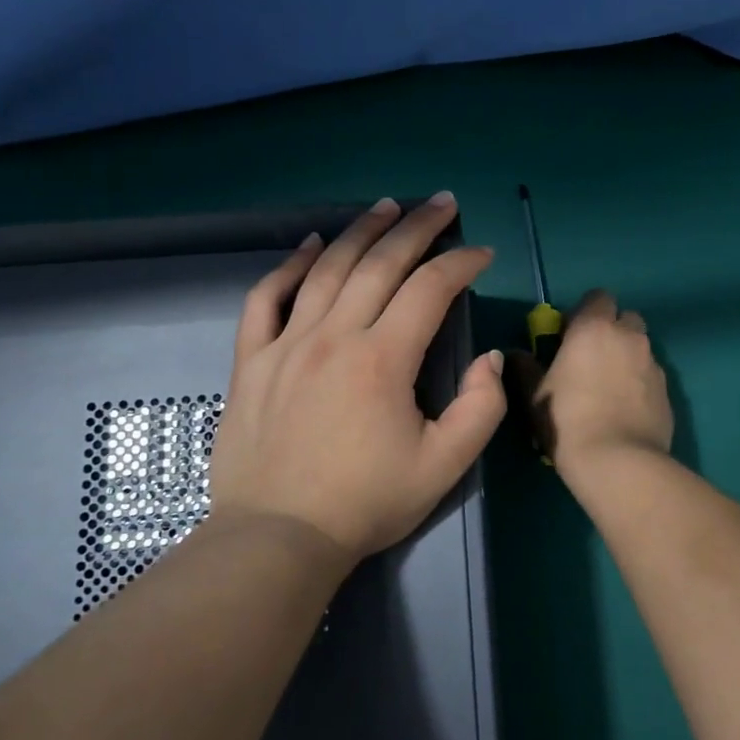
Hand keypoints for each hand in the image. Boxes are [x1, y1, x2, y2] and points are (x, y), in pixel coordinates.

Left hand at [205, 195, 507, 573]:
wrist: (278, 537)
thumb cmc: (366, 503)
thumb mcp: (445, 465)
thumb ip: (481, 408)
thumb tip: (488, 358)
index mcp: (383, 359)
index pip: (430, 289)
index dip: (461, 263)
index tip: (481, 254)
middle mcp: (334, 336)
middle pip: (380, 263)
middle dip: (417, 227)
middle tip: (442, 203)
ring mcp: (286, 343)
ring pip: (327, 268)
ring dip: (361, 231)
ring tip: (387, 207)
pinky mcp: (251, 360)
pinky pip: (266, 298)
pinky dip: (288, 265)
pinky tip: (308, 245)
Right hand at [523, 290, 672, 478]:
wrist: (618, 461)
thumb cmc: (566, 419)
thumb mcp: (534, 395)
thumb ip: (525, 367)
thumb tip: (515, 353)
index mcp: (594, 328)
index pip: (598, 297)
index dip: (585, 312)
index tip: (570, 335)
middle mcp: (629, 336)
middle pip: (626, 318)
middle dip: (612, 330)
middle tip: (592, 357)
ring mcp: (653, 363)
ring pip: (641, 347)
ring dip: (627, 357)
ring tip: (610, 387)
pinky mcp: (668, 390)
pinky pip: (651, 375)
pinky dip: (640, 383)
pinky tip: (626, 409)